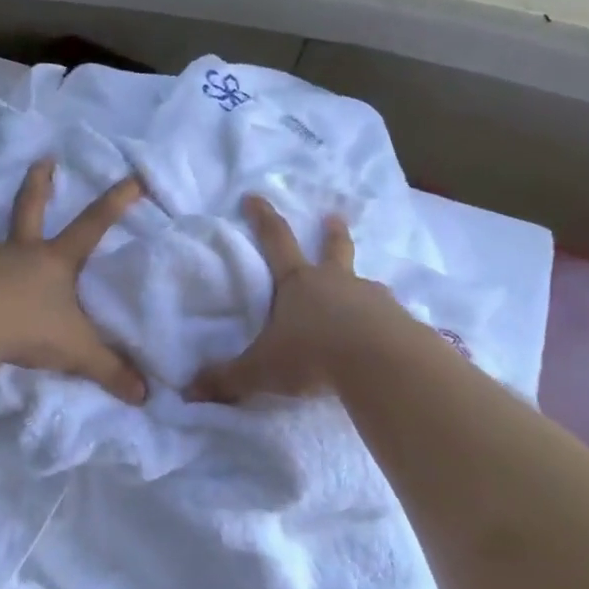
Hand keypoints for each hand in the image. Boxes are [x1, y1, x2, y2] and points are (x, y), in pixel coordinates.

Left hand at [0, 158, 147, 402]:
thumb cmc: (29, 327)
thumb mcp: (77, 350)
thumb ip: (109, 370)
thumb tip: (145, 396)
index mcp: (56, 261)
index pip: (94, 225)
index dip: (116, 202)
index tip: (132, 178)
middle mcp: (22, 253)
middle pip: (31, 208)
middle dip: (40, 184)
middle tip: (43, 161)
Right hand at [185, 194, 403, 403]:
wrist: (380, 364)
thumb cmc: (312, 355)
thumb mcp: (261, 370)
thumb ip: (227, 379)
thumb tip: (188, 391)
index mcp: (298, 283)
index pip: (275, 241)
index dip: (262, 218)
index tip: (255, 196)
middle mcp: (336, 282)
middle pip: (333, 249)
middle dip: (331, 233)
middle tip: (334, 218)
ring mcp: (371, 298)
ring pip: (364, 284)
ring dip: (360, 285)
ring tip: (363, 292)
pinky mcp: (399, 321)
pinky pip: (388, 317)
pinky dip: (383, 322)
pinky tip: (384, 337)